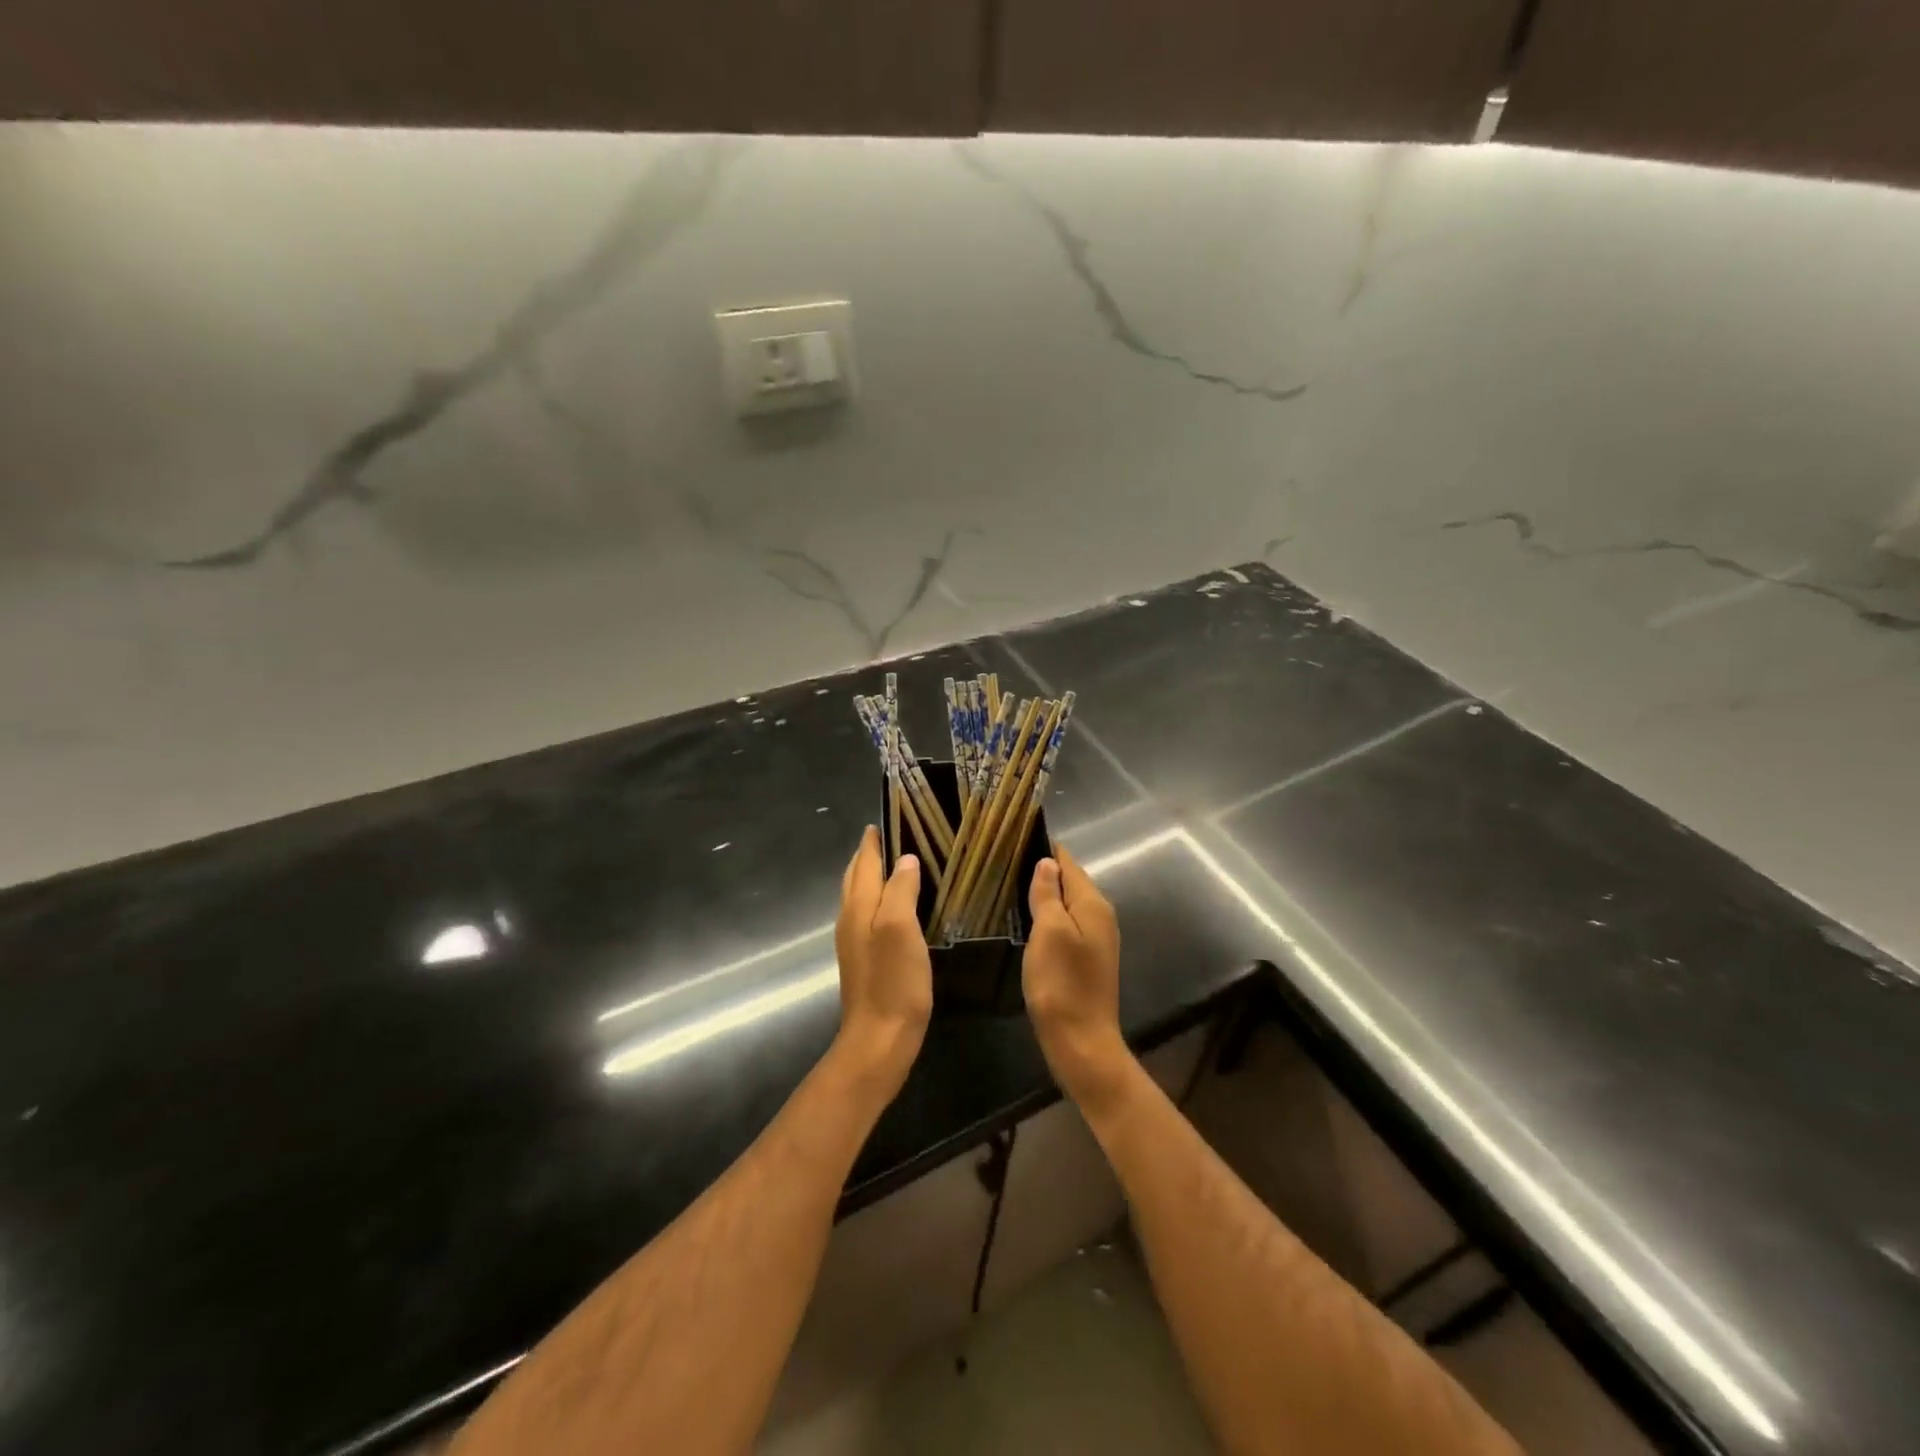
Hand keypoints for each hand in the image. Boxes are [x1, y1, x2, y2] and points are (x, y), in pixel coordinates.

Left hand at [832, 826, 933, 1097]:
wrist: (879, 1040)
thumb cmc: (893, 982)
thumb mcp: (900, 929)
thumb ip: (900, 890)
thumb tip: (905, 859)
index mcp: (858, 907)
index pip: (865, 862)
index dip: (874, 839)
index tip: (888, 816)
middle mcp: (851, 919)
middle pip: (857, 876)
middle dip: (871, 853)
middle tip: (896, 834)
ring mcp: (855, 941)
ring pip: (861, 895)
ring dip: (875, 875)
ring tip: (900, 862)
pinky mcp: (866, 959)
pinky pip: (870, 914)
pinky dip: (881, 898)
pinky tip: (900, 905)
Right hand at [1023, 846, 1132, 1110]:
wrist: (1082, 1042)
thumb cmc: (1062, 984)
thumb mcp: (1049, 932)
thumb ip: (1048, 894)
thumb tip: (1047, 862)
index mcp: (1093, 904)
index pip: (1068, 862)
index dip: (1044, 849)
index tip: (1014, 839)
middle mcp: (1100, 915)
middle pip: (1070, 881)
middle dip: (1042, 870)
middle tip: (1004, 862)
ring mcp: (1096, 939)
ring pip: (1068, 904)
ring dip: (1044, 894)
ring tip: (1010, 886)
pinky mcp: (1088, 959)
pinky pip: (1067, 924)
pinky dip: (1049, 917)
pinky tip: (1028, 921)